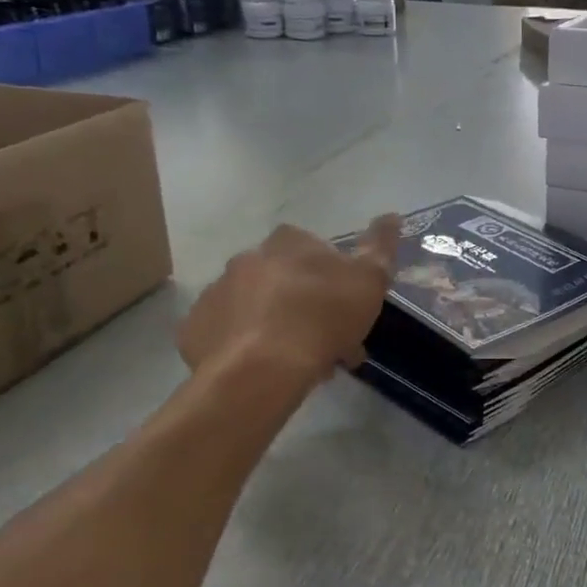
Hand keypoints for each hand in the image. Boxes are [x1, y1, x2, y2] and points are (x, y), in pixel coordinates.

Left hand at [176, 216, 399, 385]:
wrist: (261, 370)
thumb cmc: (322, 317)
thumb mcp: (369, 279)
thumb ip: (380, 245)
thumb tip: (392, 216)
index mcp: (287, 242)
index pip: (313, 249)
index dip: (332, 278)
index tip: (346, 308)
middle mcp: (246, 258)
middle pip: (282, 279)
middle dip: (303, 304)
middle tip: (326, 342)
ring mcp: (215, 293)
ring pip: (253, 307)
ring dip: (274, 326)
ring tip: (297, 364)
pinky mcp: (195, 329)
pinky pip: (225, 335)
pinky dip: (244, 348)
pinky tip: (262, 371)